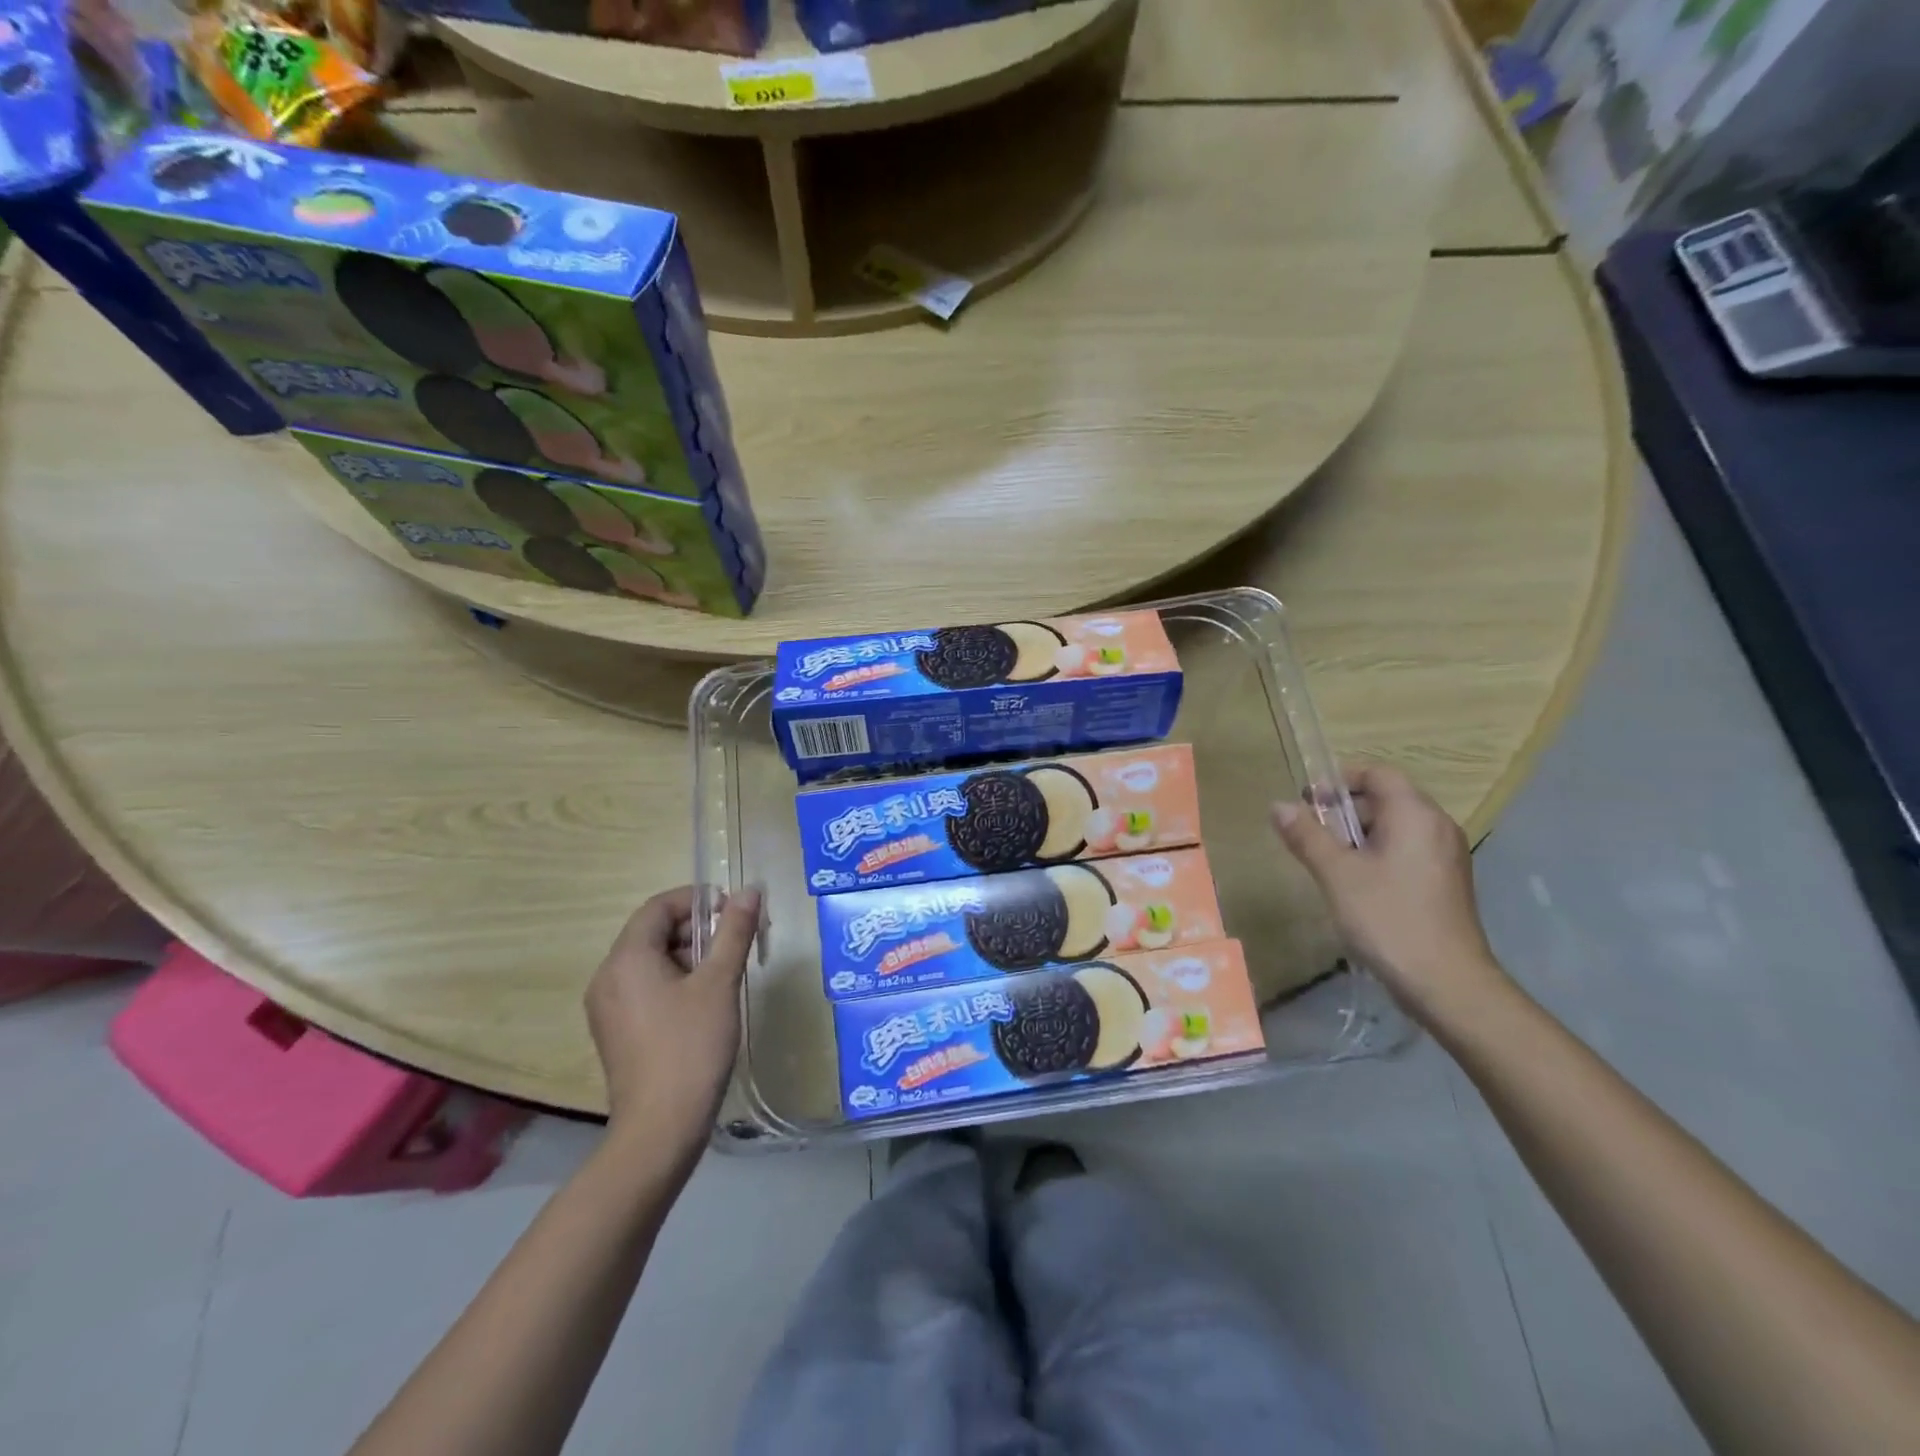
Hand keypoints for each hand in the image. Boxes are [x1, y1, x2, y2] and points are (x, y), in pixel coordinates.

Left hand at [585, 885, 762, 1154]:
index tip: (734, 909)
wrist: (660, 1128)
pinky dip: (674, 980)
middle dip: (697, 928)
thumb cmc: (691, 1046)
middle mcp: (608, 976)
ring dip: (688, 954)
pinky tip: (704, 1001)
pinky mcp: (615, 1031)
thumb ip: (734, 931)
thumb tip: (750, 890)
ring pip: (650, 960)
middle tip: (738, 939)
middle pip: (653, 931)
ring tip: (726, 971)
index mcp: (627, 958)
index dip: (697, 899)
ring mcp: (607, 1007)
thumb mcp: (720, 982)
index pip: (659, 906)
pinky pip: (644, 987)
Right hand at [1272, 764, 1510, 1025]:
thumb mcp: (1336, 874)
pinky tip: (1356, 885)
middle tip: (1311, 835)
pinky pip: (1407, 850)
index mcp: (1415, 815)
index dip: (1340, 779)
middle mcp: (1437, 826)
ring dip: (1359, 835)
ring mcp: (1446, 855)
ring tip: (1328, 862)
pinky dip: (1378, 854)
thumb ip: (1306, 836)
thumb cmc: (1388, 919)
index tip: (1307, 801)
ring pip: (1396, 827)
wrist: (1447, 983)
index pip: (1378, 772)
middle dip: (1345, 810)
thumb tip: (1278, 806)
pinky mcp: (1446, 882)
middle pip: (1386, 798)